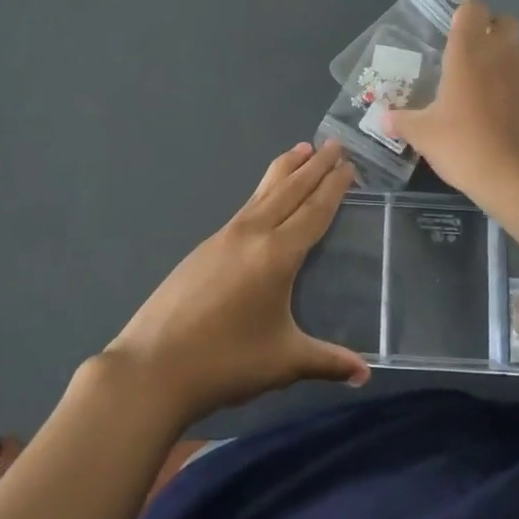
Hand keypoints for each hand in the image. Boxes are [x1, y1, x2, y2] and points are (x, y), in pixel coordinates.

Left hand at [105, 140, 368, 425]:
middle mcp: (252, 234)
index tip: (348, 164)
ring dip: (286, 170)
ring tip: (301, 149)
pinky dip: (263, 192)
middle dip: (314, 166)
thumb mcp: (284, 362)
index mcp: (277, 255)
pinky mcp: (204, 248)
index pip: (313, 211)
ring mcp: (224, 237)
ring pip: (262, 193)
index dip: (333, 186)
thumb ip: (327, 361)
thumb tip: (365, 373)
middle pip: (289, 191)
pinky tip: (264, 198)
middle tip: (334, 144)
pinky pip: (244, 207)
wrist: (153, 367)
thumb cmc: (225, 362)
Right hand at [384, 0, 518, 202]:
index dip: (463, 16)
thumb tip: (383, 119)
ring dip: (506, 56)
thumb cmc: (466, 145)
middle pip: (504, 21)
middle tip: (470, 56)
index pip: (472, 9)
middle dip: (490, 30)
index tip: (451, 34)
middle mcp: (502, 51)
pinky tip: (504, 108)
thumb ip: (403, 121)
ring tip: (487, 85)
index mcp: (468, 50)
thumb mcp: (424, 135)